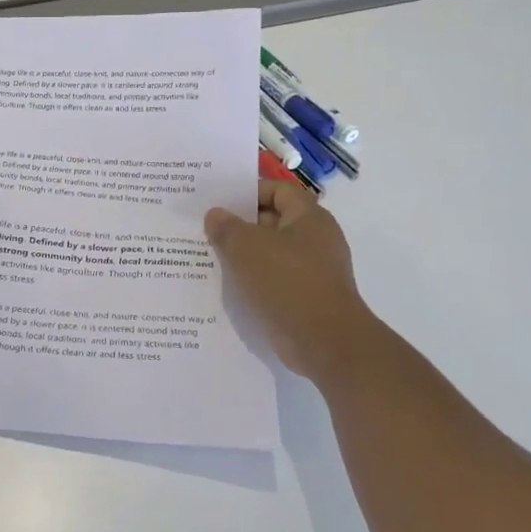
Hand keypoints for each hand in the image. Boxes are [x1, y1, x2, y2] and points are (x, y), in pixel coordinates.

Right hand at [205, 180, 378, 383]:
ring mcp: (312, 271)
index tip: (217, 200)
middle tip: (205, 227)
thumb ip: (226, 227)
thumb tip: (215, 215)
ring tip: (208, 255)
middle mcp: (315, 240)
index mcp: (309, 218)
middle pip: (273, 220)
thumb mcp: (246, 247)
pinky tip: (226, 285)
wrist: (325, 341)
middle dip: (239, 223)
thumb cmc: (288, 281)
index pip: (277, 190)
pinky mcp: (304, 298)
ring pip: (270, 253)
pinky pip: (273, 279)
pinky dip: (252, 279)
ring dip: (242, 254)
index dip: (248, 191)